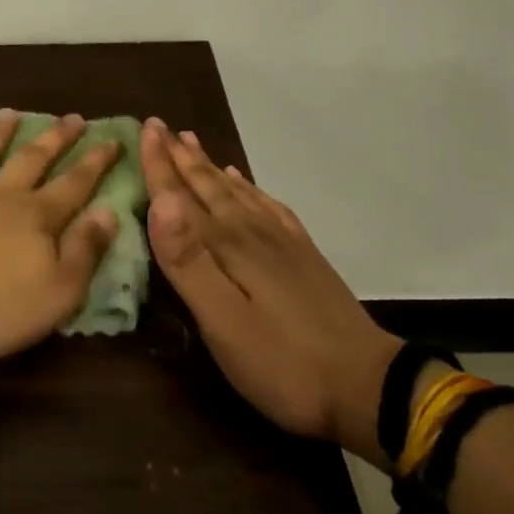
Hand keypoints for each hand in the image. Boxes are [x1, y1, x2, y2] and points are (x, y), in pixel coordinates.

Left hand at [0, 111, 122, 360]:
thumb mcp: (58, 292)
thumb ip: (84, 251)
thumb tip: (108, 212)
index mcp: (35, 217)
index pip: (74, 184)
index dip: (95, 163)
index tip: (111, 139)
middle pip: (31, 160)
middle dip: (55, 138)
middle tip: (72, 117)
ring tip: (9, 112)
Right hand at [141, 119, 400, 464]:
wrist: (368, 387)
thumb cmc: (283, 363)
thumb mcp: (224, 322)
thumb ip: (188, 262)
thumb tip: (160, 201)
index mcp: (228, 246)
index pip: (183, 196)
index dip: (160, 165)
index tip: (144, 128)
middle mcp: (253, 232)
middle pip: (209, 186)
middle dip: (181, 156)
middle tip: (159, 126)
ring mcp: (282, 242)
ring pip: (236, 191)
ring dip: (209, 166)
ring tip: (190, 141)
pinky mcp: (303, 256)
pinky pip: (268, 207)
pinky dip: (248, 188)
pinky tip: (242, 182)